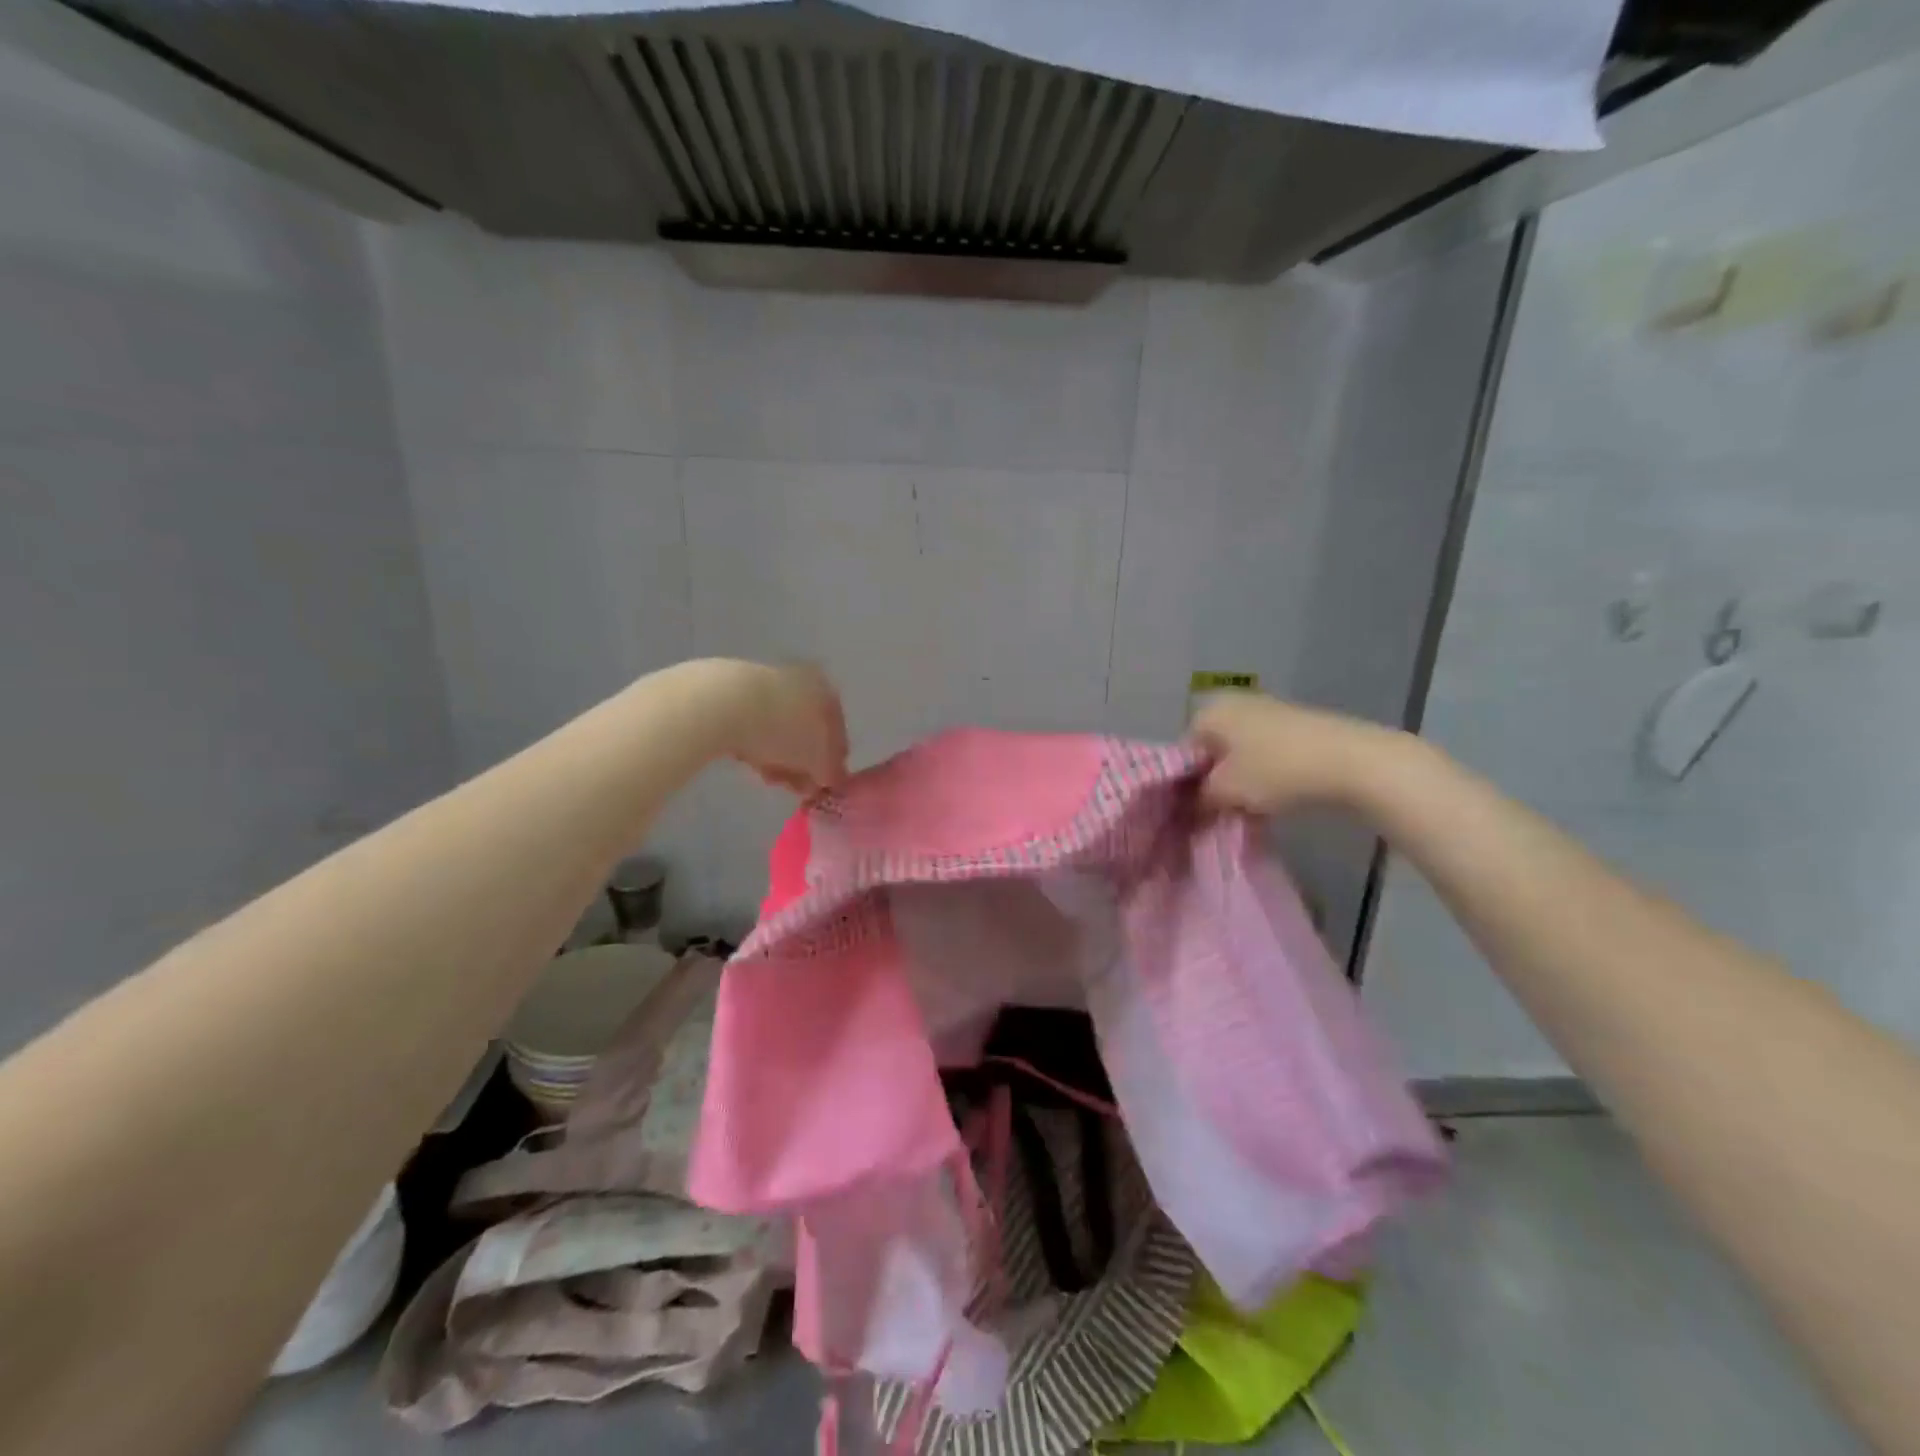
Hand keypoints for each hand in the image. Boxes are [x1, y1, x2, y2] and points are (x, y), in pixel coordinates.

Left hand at [723, 662, 848, 796]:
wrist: (722, 703)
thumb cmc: (783, 731)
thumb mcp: (818, 760)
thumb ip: (831, 772)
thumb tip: (830, 778)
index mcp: (826, 692)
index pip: (837, 734)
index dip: (831, 764)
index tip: (820, 787)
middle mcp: (801, 681)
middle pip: (806, 731)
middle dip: (801, 762)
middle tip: (794, 788)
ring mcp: (766, 682)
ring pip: (779, 729)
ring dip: (778, 757)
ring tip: (768, 778)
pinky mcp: (733, 691)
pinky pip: (752, 725)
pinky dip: (754, 744)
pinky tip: (748, 761)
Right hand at [1189, 692, 1405, 814]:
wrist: (1352, 761)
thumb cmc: (1275, 771)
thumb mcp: (1226, 791)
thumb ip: (1199, 799)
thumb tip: (1191, 807)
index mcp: (1211, 711)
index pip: (1182, 750)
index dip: (1184, 784)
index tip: (1193, 811)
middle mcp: (1235, 703)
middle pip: (1211, 749)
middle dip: (1212, 780)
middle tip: (1218, 812)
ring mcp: (1269, 711)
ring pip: (1239, 752)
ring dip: (1239, 779)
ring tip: (1247, 809)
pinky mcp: (1297, 726)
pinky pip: (1265, 752)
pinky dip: (1264, 773)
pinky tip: (1273, 797)